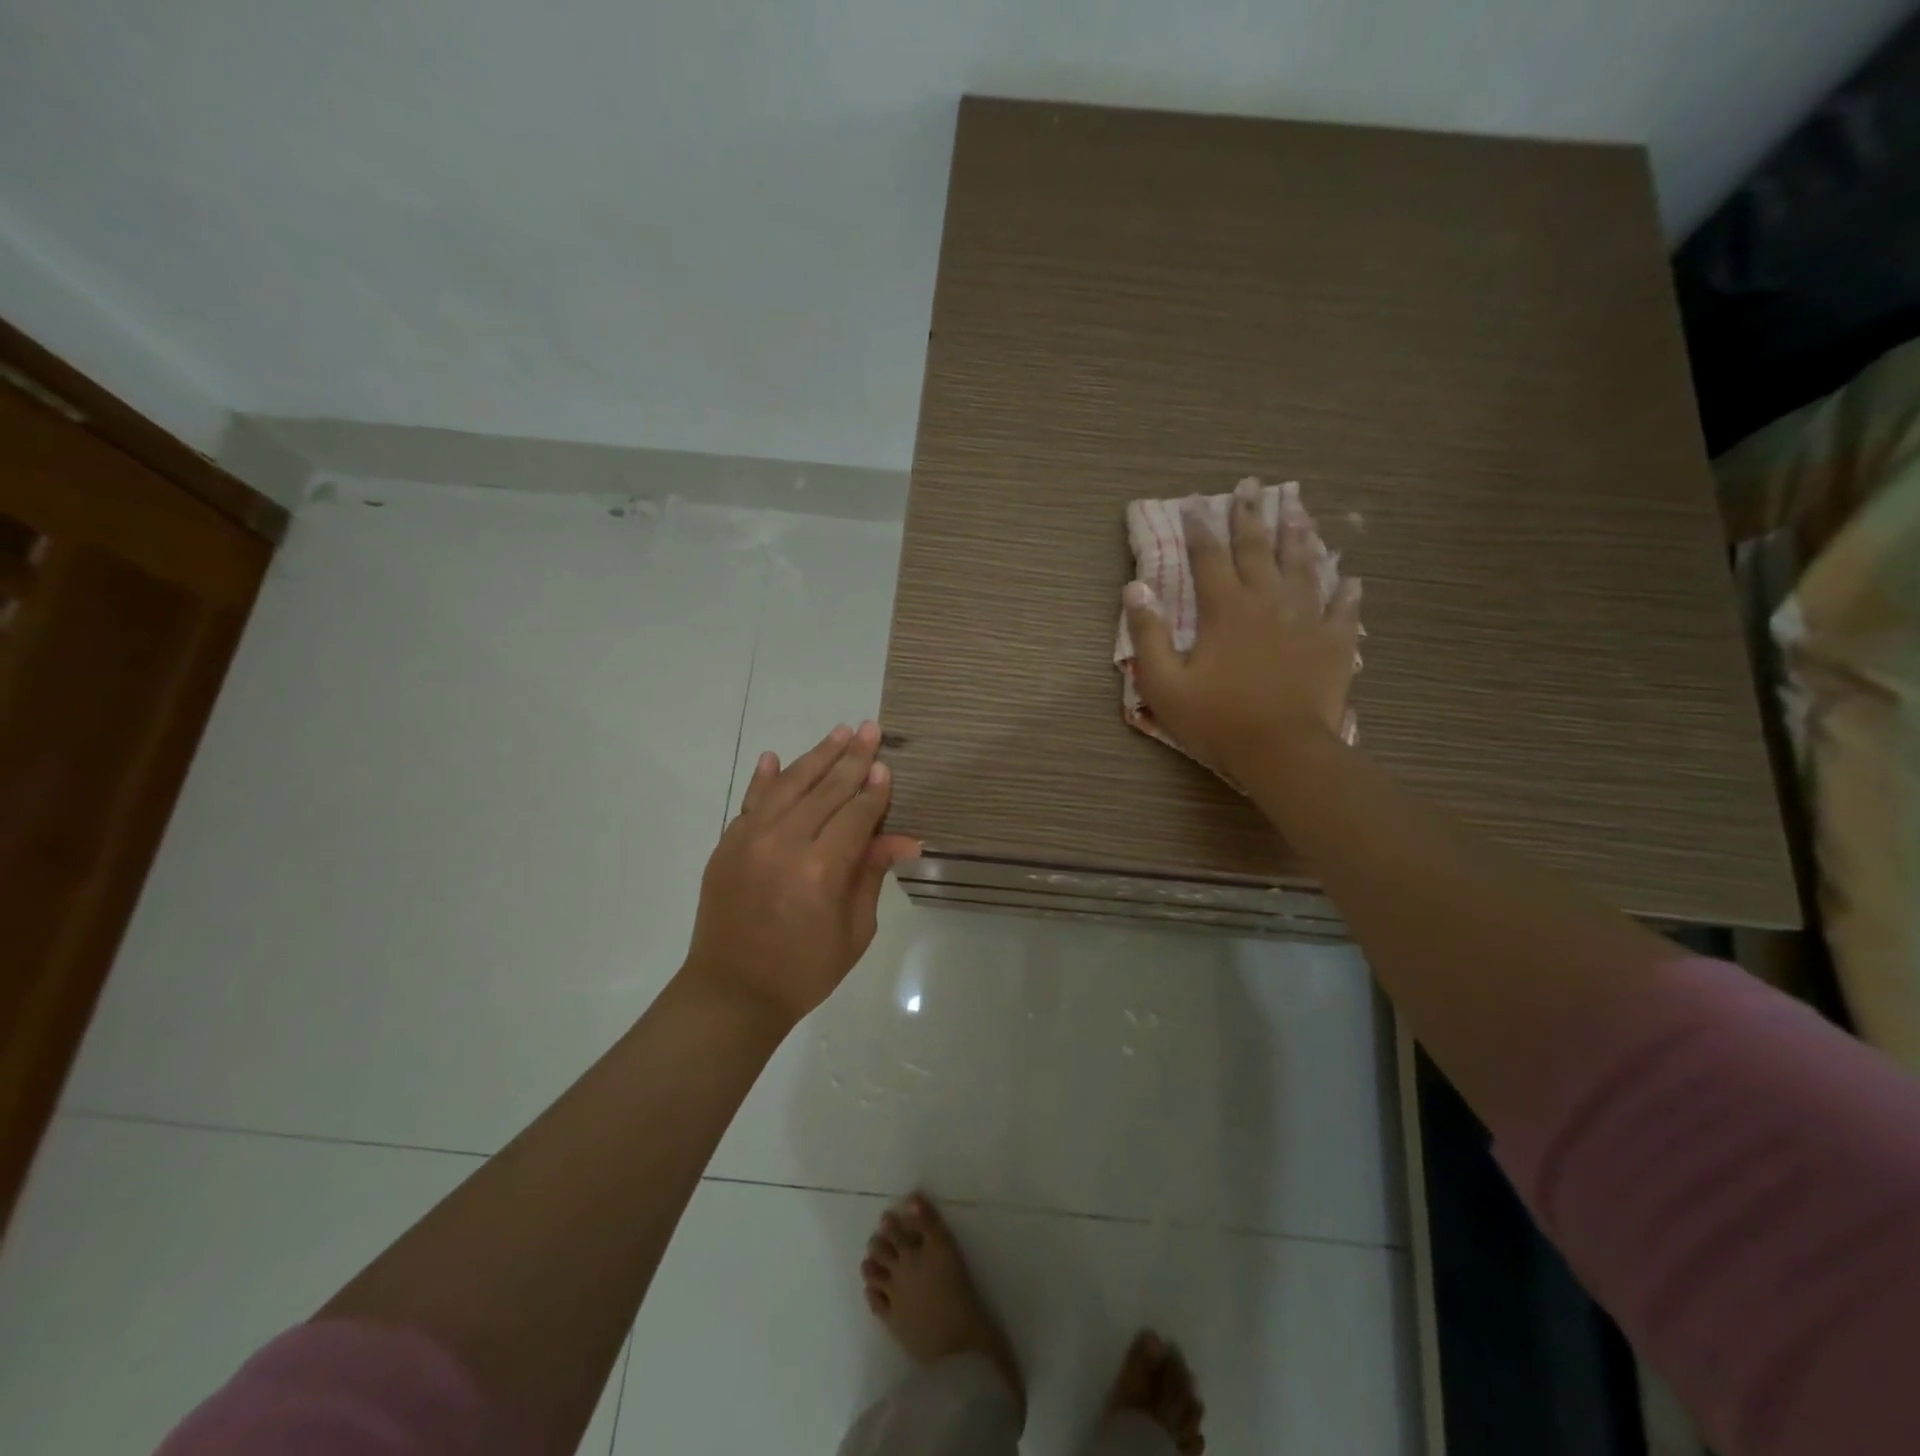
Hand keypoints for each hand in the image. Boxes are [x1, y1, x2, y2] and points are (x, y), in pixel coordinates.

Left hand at [683, 721, 920, 1027]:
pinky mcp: (727, 845)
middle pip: (826, 789)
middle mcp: (785, 843)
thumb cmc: (805, 970)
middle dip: (853, 758)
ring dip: (816, 756)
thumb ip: (871, 874)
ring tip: (839, 731)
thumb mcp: (855, 929)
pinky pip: (750, 802)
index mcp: (822, 868)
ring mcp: (750, 840)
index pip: (857, 813)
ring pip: (789, 785)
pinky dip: (764, 779)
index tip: (887, 765)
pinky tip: (774, 757)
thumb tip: (903, 838)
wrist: (733, 993)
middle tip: (870, 728)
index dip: (875, 790)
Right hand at [1124, 479, 1361, 783]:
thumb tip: (1135, 588)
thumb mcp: (1164, 684)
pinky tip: (1350, 576)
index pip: (1208, 558)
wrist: (1282, 752)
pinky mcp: (1334, 644)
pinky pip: (1343, 609)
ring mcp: (1307, 620)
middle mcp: (1268, 603)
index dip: (1200, 528)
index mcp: (1225, 610)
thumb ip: (1148, 634)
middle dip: (1250, 515)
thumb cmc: (1217, 720)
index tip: (1195, 502)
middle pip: (1258, 550)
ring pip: (1304, 567)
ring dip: (1299, 536)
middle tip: (1250, 485)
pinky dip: (1346, 591)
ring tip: (1298, 509)